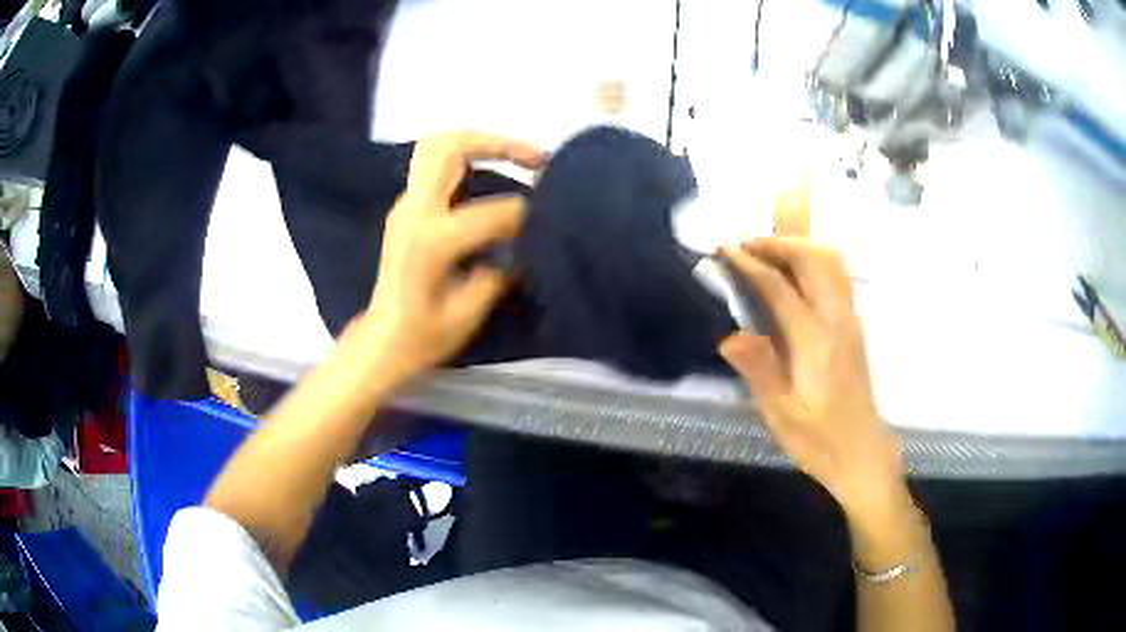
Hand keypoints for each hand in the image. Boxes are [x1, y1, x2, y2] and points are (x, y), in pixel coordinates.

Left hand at [359, 131, 546, 382]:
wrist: (383, 340)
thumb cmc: (424, 336)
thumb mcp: (470, 313)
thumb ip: (500, 271)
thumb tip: (528, 241)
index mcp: (431, 241)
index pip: (491, 212)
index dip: (525, 215)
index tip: (547, 223)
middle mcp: (414, 211)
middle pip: (450, 147)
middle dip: (498, 143)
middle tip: (537, 159)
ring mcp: (405, 205)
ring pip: (437, 146)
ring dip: (480, 143)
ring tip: (517, 156)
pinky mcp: (406, 207)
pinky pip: (434, 164)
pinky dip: (467, 158)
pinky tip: (491, 173)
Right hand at [719, 238, 906, 517]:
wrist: (862, 452)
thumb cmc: (819, 440)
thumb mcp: (781, 416)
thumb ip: (757, 371)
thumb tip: (729, 336)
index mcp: (814, 340)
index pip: (779, 286)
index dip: (749, 263)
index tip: (724, 248)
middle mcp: (836, 319)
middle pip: (810, 258)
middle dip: (775, 243)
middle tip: (743, 245)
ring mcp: (850, 318)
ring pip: (830, 260)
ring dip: (798, 246)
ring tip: (767, 252)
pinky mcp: (854, 324)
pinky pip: (837, 274)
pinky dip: (813, 259)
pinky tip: (795, 274)